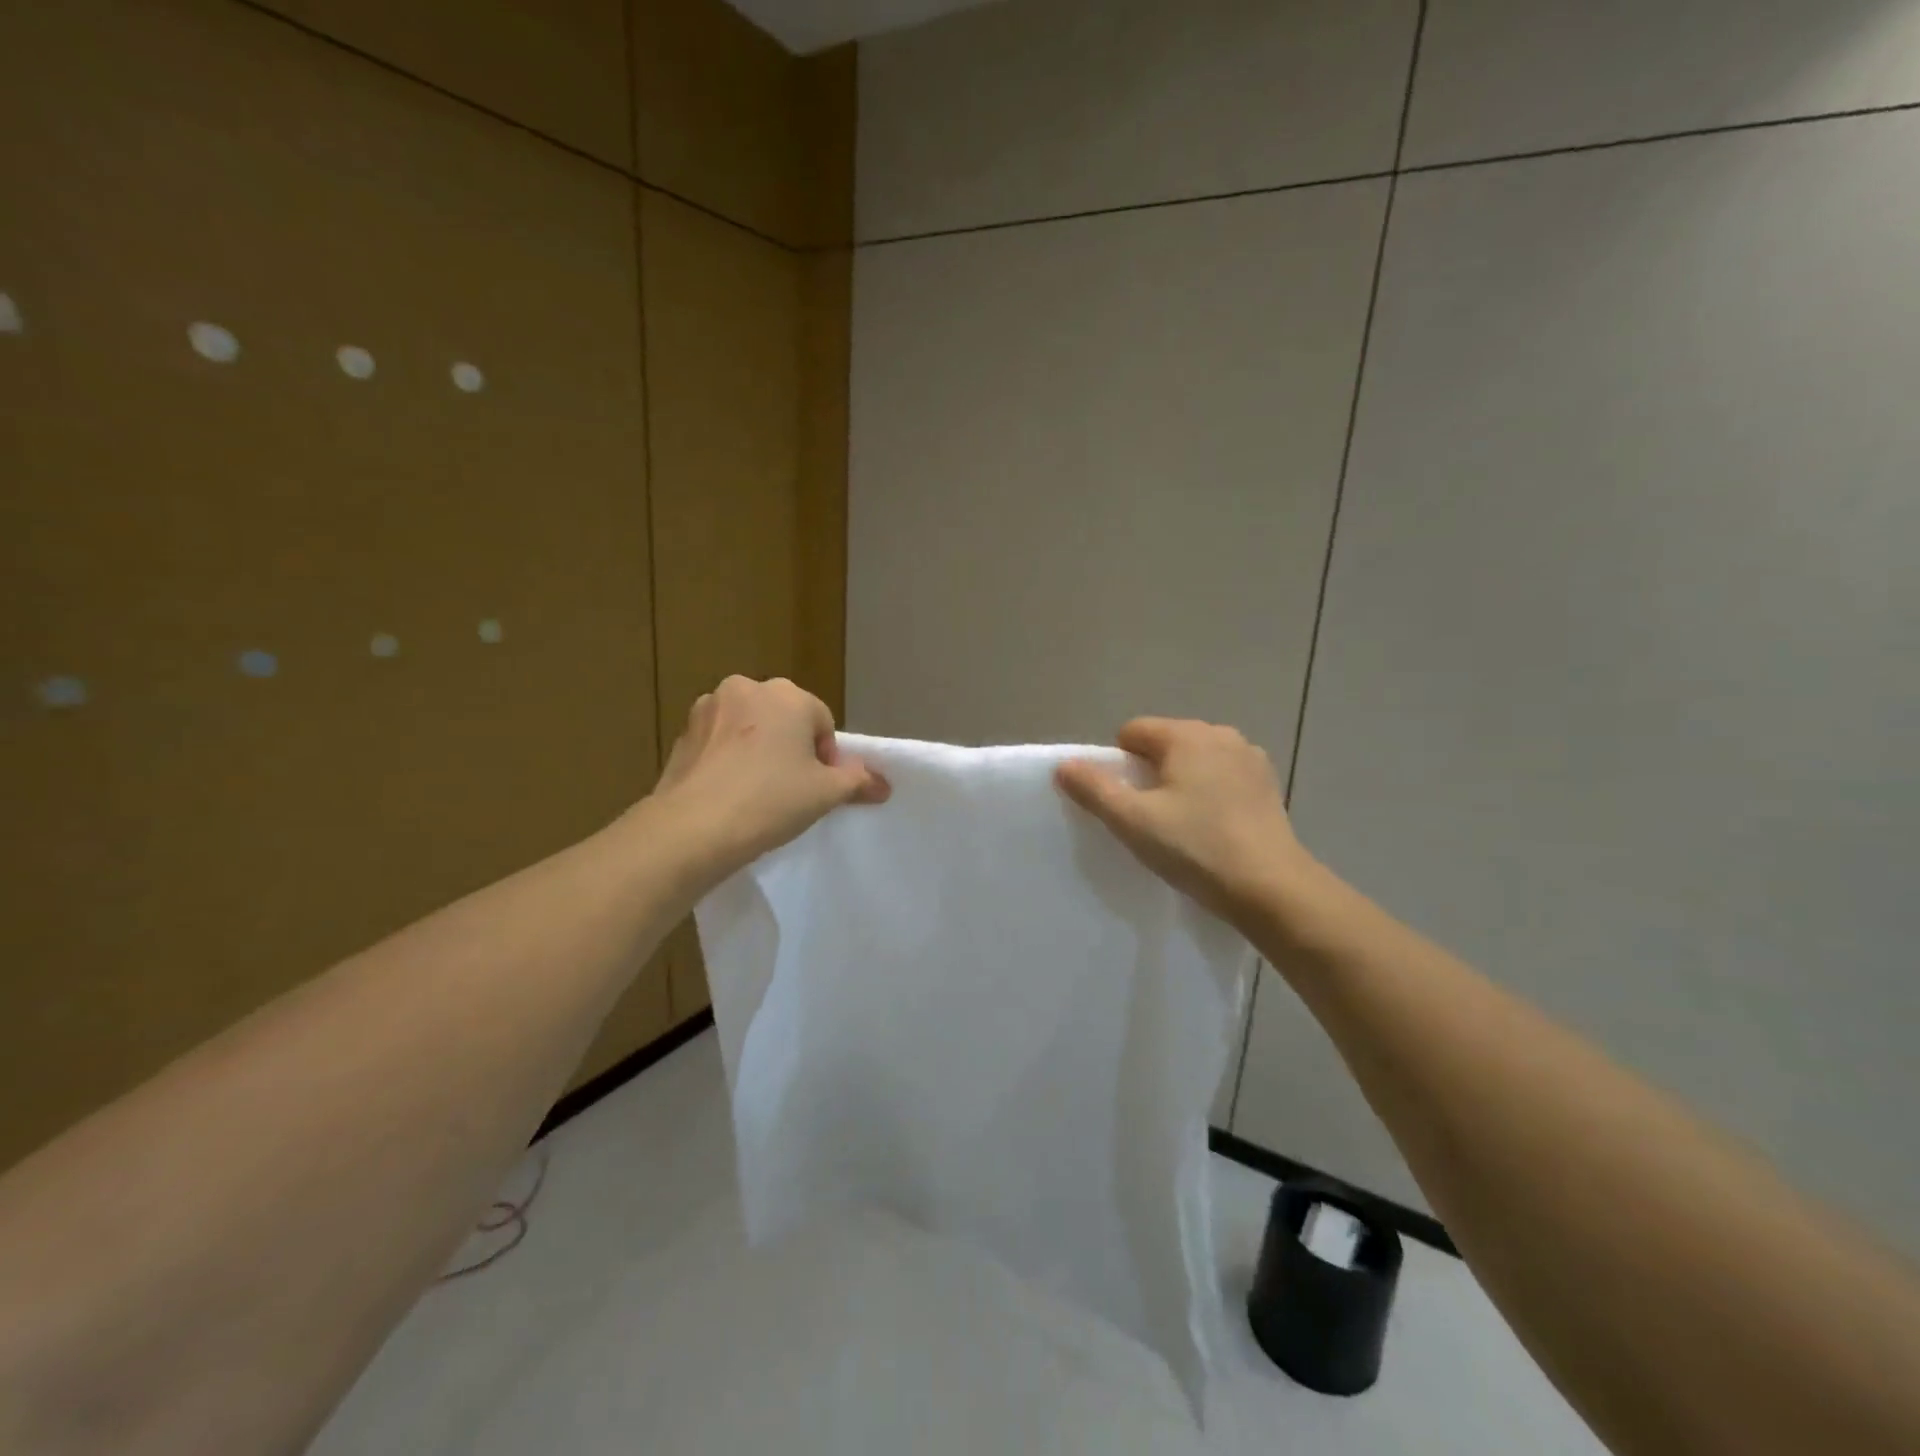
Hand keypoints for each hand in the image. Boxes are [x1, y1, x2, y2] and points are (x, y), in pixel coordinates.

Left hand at [647, 676, 888, 887]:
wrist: (692, 828)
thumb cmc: (769, 800)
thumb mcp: (826, 794)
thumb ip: (858, 781)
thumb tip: (884, 785)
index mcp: (786, 694)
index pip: (822, 722)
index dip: (826, 758)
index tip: (816, 789)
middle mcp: (746, 688)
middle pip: (783, 719)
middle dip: (790, 748)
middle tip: (790, 790)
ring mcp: (708, 709)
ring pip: (748, 729)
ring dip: (757, 751)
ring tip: (756, 793)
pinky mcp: (681, 734)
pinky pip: (718, 744)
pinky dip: (728, 761)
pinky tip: (728, 794)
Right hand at [1056, 718, 1319, 933]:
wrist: (1271, 888)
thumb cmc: (1196, 848)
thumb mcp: (1133, 821)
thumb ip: (1094, 788)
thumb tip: (1063, 765)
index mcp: (1186, 735)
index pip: (1132, 732)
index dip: (1118, 765)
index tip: (1125, 804)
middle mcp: (1220, 734)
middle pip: (1165, 743)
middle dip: (1150, 773)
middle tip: (1150, 818)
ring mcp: (1249, 757)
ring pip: (1194, 760)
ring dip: (1181, 782)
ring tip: (1182, 825)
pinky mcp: (1266, 784)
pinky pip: (1222, 776)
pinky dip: (1210, 792)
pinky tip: (1212, 827)